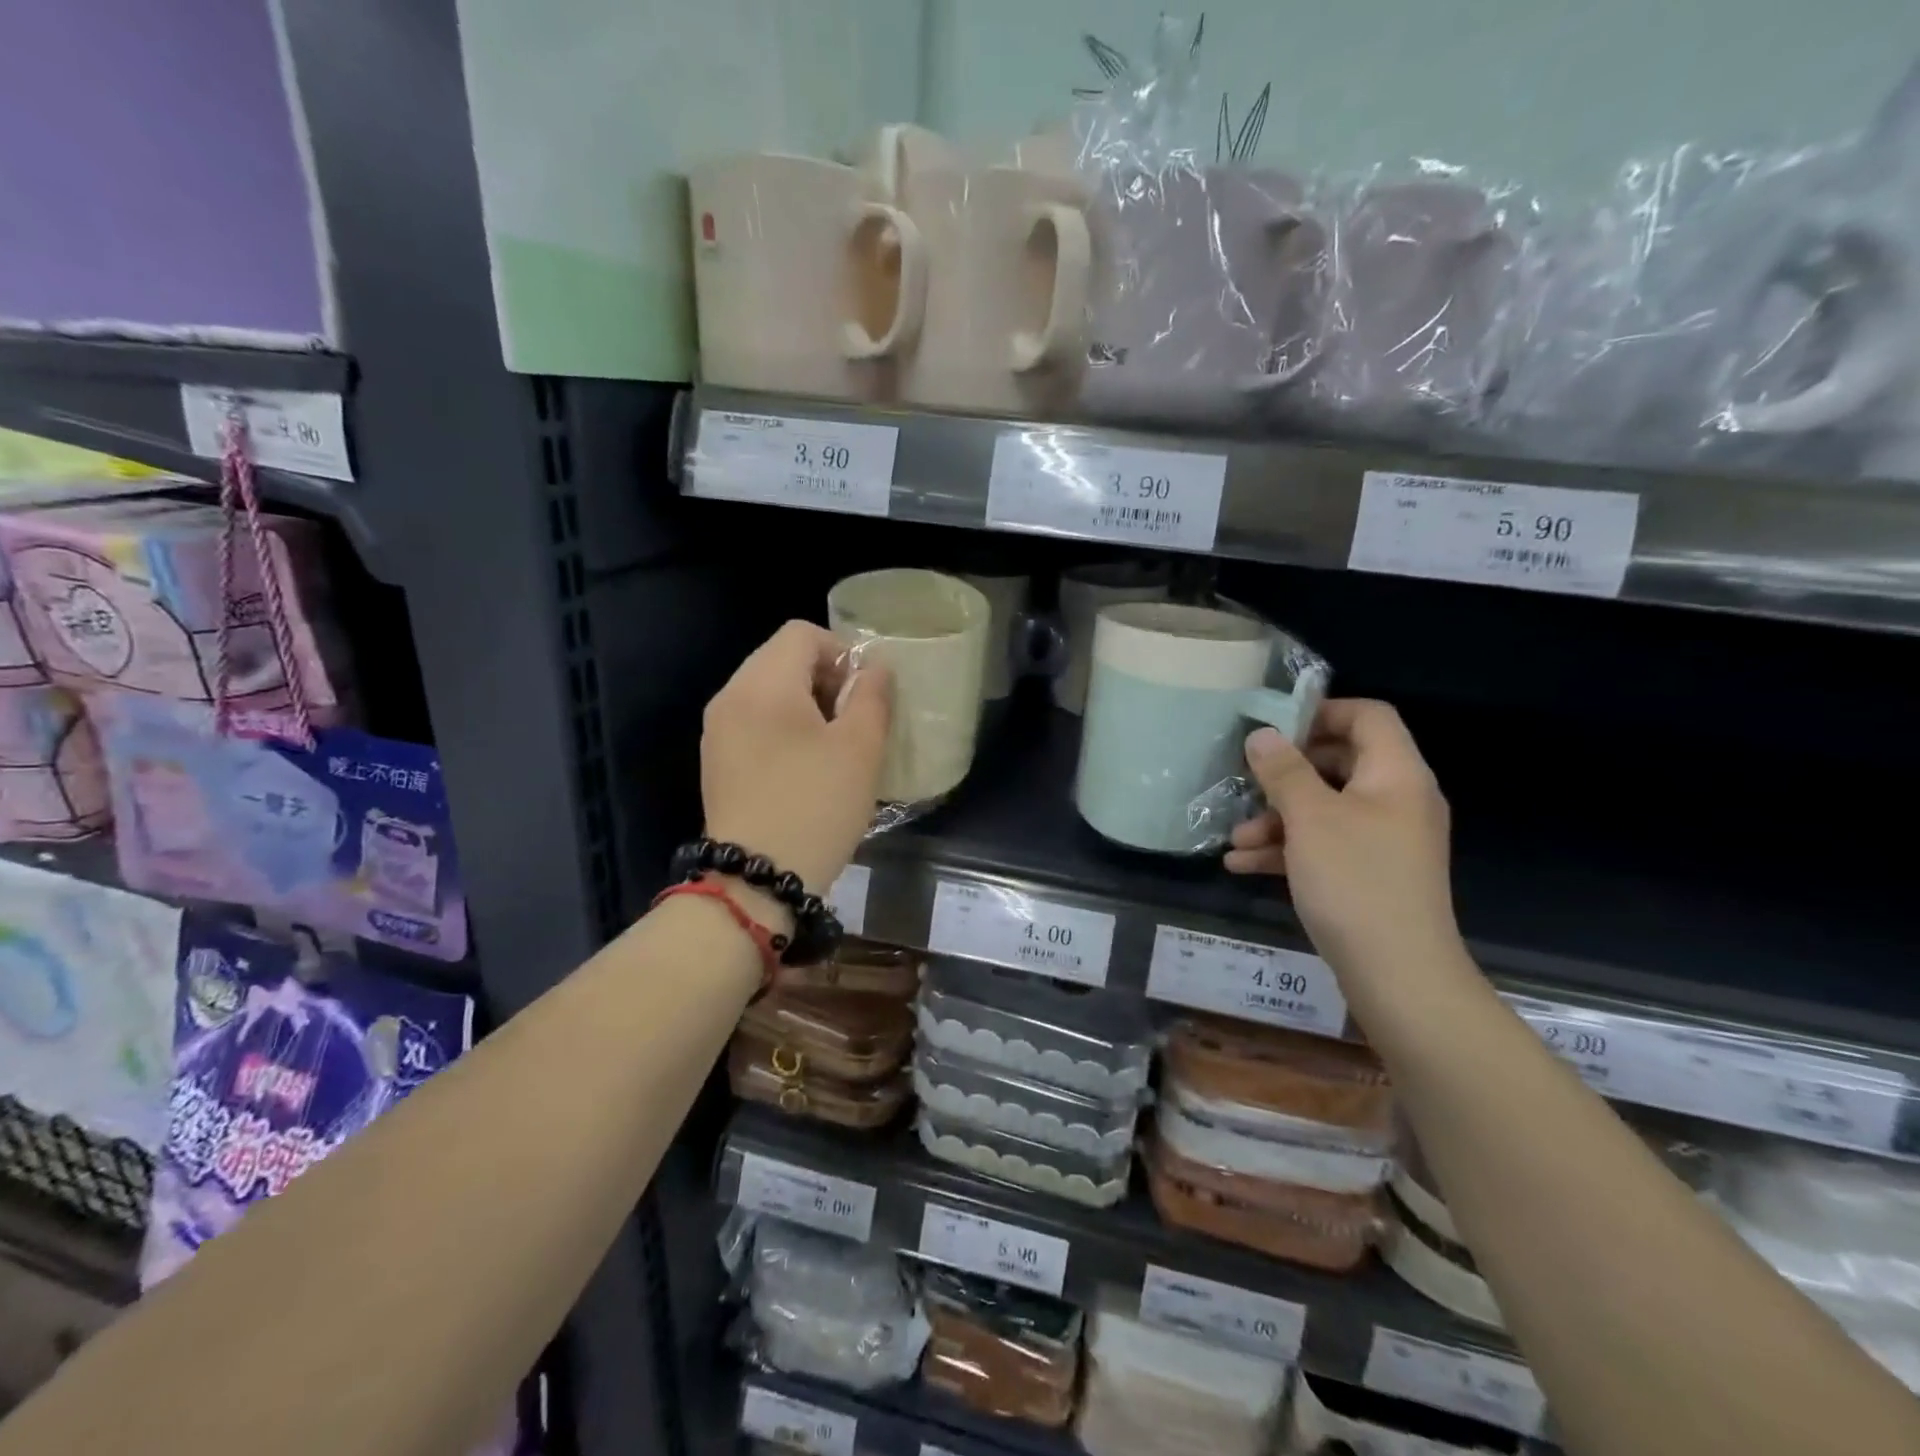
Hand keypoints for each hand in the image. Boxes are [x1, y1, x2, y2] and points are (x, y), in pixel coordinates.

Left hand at [701, 620, 890, 893]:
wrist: (756, 880)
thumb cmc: (816, 806)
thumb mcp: (860, 749)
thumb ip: (872, 696)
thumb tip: (874, 667)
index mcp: (763, 683)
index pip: (802, 634)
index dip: (842, 652)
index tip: (864, 695)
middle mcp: (731, 696)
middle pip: (781, 659)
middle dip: (825, 679)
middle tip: (854, 722)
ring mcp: (717, 731)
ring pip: (768, 692)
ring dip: (806, 705)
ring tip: (833, 747)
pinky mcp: (716, 761)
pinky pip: (754, 722)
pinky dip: (783, 729)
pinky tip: (804, 768)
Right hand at [1227, 699, 1458, 973]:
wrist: (1399, 976)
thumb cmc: (1355, 881)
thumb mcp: (1309, 818)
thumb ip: (1283, 771)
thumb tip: (1262, 734)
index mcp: (1396, 775)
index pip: (1369, 717)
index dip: (1322, 712)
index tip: (1274, 727)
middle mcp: (1396, 801)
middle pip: (1339, 763)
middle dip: (1286, 774)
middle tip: (1247, 780)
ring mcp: (1384, 840)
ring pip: (1325, 809)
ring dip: (1277, 818)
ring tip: (1235, 839)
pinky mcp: (1369, 874)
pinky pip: (1325, 845)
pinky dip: (1287, 849)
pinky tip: (1242, 865)